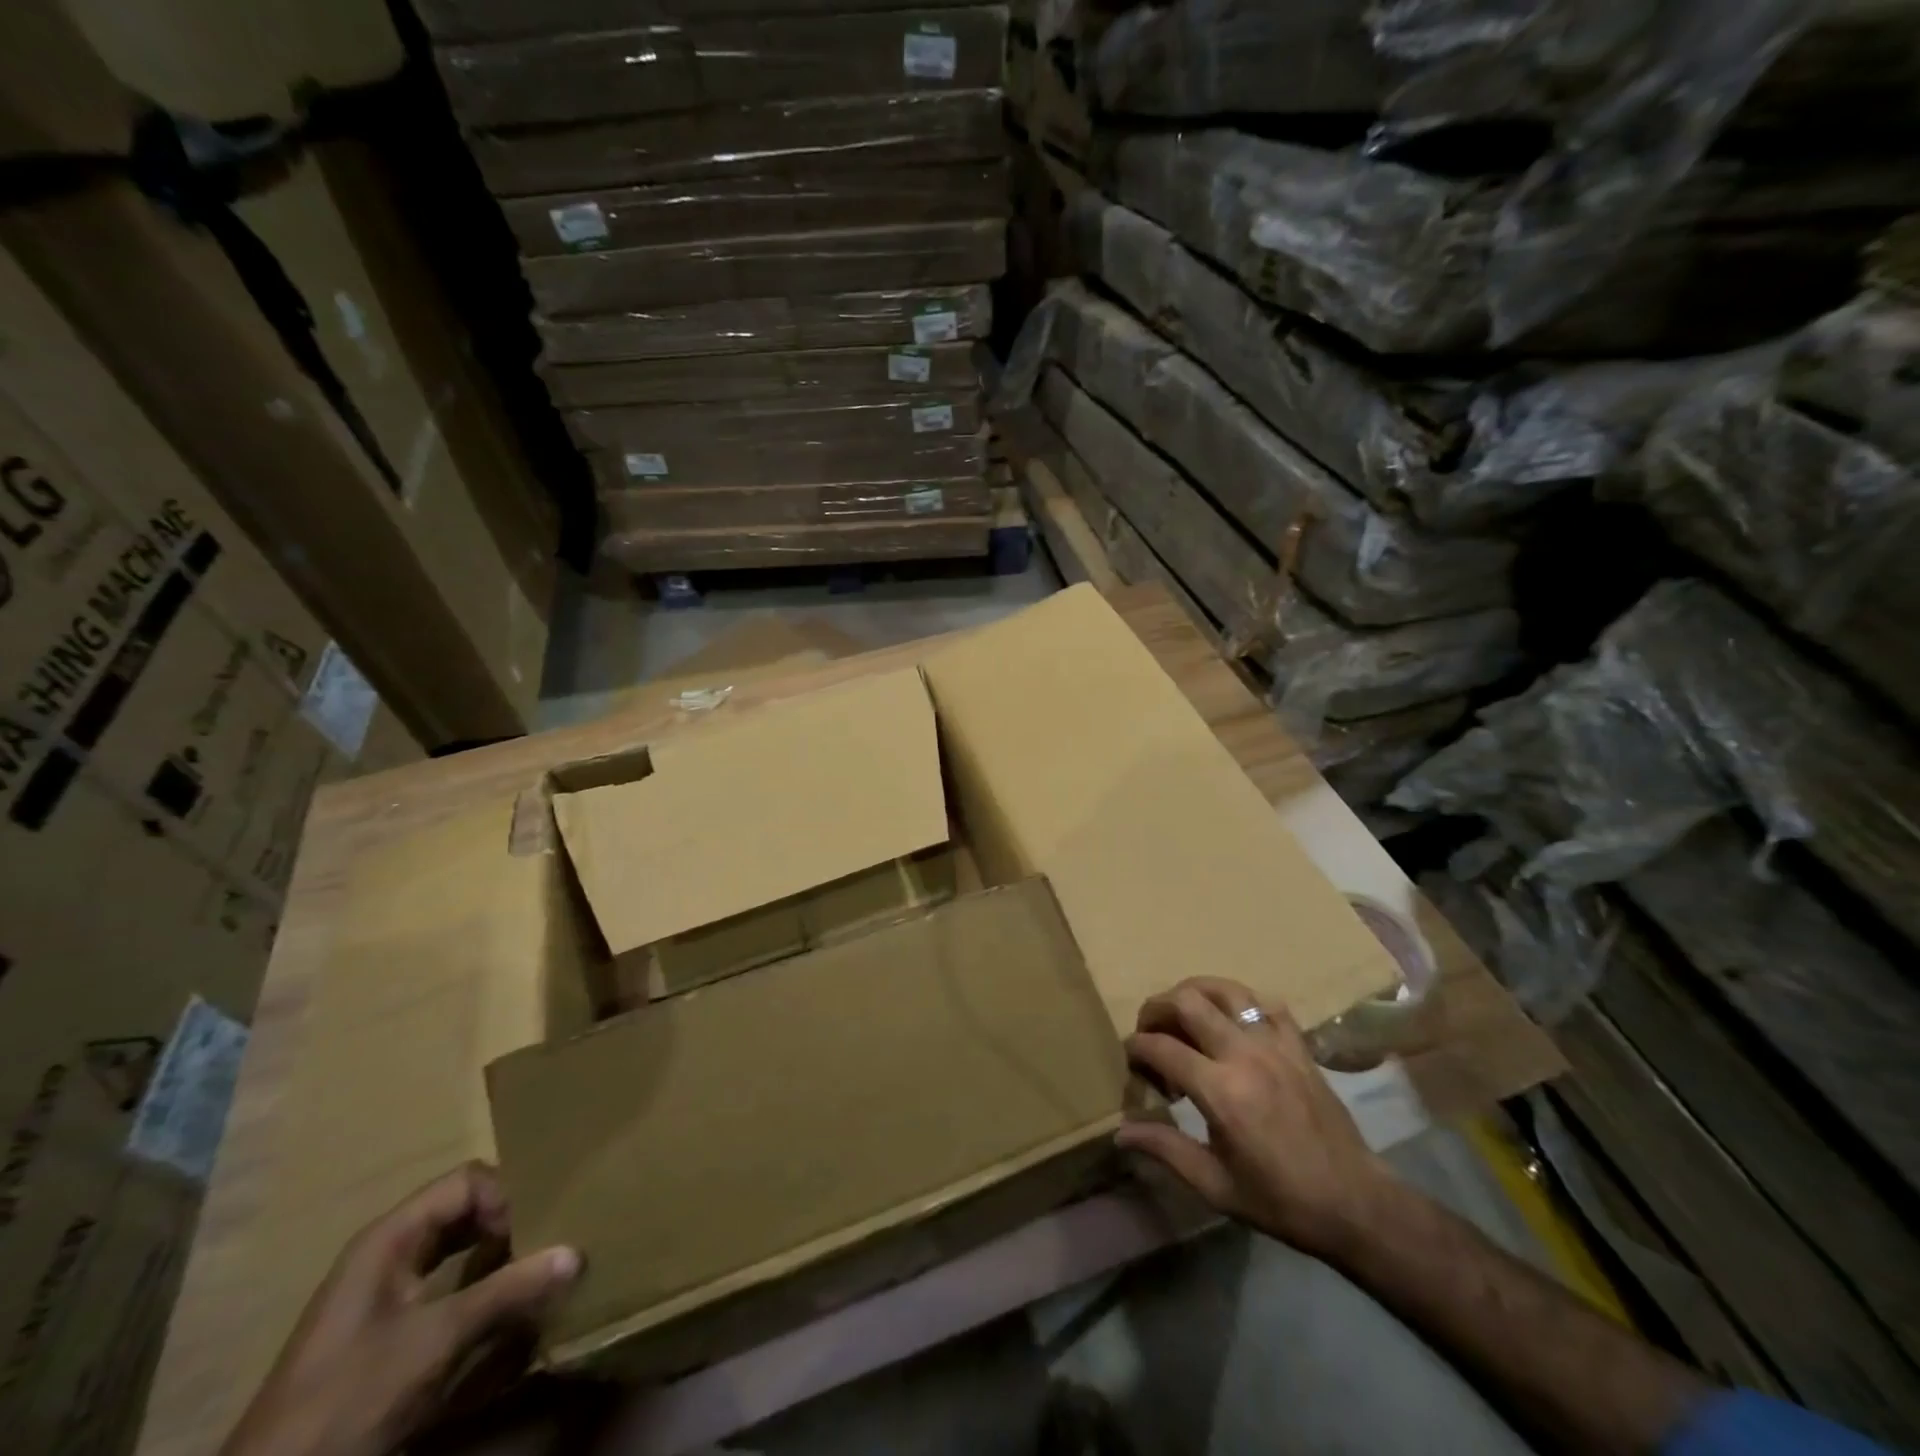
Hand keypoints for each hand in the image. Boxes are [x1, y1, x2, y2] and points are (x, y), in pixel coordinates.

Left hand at [221, 1163, 580, 1455]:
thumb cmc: (348, 1400)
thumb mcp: (434, 1343)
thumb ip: (506, 1292)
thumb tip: (576, 1252)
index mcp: (390, 1237)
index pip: (467, 1181)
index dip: (507, 1196)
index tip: (538, 1230)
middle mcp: (387, 1252)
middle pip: (464, 1210)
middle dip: (509, 1221)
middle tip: (550, 1241)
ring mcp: (383, 1294)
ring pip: (458, 1248)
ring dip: (499, 1255)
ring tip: (536, 1272)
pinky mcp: (386, 1332)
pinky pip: (447, 1286)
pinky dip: (480, 1288)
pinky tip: (504, 1311)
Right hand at [1117, 976, 1394, 1262]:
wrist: (1356, 1203)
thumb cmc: (1280, 1200)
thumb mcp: (1215, 1186)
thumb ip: (1165, 1149)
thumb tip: (1121, 1133)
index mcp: (1220, 1091)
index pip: (1160, 1047)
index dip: (1135, 1049)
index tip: (1131, 1062)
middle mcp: (1244, 1055)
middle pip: (1186, 1001)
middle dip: (1156, 1009)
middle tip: (1150, 1032)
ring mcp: (1275, 1044)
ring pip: (1225, 989)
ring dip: (1194, 993)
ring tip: (1184, 1015)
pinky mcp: (1298, 1045)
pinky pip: (1264, 1003)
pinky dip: (1240, 1002)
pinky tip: (1232, 1022)